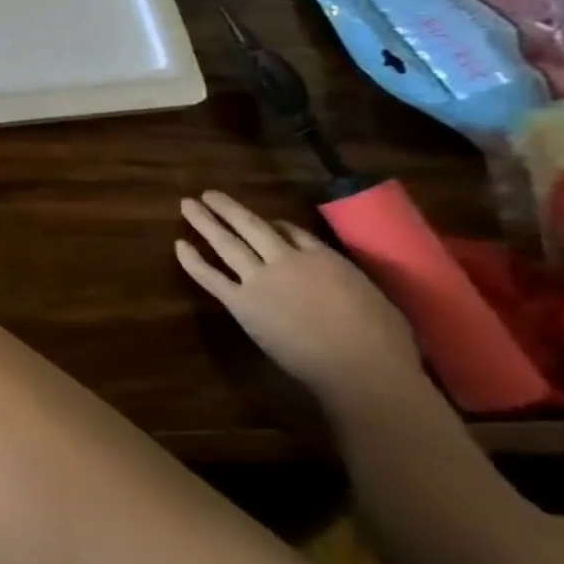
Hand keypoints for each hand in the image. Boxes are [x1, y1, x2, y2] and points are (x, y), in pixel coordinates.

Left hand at [176, 191, 424, 410]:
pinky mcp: (241, 302)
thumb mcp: (373, 295)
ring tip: (187, 205)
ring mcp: (260, 280)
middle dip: (227, 208)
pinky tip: (179, 245)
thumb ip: (344, 278)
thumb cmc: (383, 341)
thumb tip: (332, 276)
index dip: (275, 226)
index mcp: (325, 258)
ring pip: (226, 243)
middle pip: (251, 226)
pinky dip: (192, 260)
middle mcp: (287, 261)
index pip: (292, 233)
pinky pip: (209, 276)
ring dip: (204, 221)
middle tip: (207, 194)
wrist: (361, 369)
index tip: (265, 223)